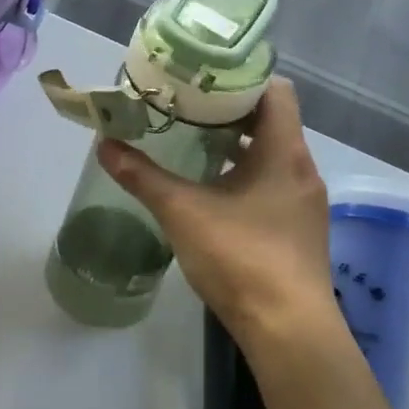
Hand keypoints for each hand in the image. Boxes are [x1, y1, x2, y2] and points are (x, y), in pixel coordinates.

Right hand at [97, 79, 339, 348]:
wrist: (288, 331)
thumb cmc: (241, 257)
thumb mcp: (182, 211)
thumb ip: (142, 176)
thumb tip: (105, 145)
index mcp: (283, 152)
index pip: (275, 90)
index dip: (241, 77)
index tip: (203, 76)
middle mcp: (301, 169)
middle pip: (271, 120)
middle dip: (228, 110)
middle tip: (185, 104)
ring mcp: (303, 201)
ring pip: (271, 153)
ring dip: (235, 143)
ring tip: (191, 139)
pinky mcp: (297, 228)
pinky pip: (271, 181)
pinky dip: (243, 172)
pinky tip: (210, 187)